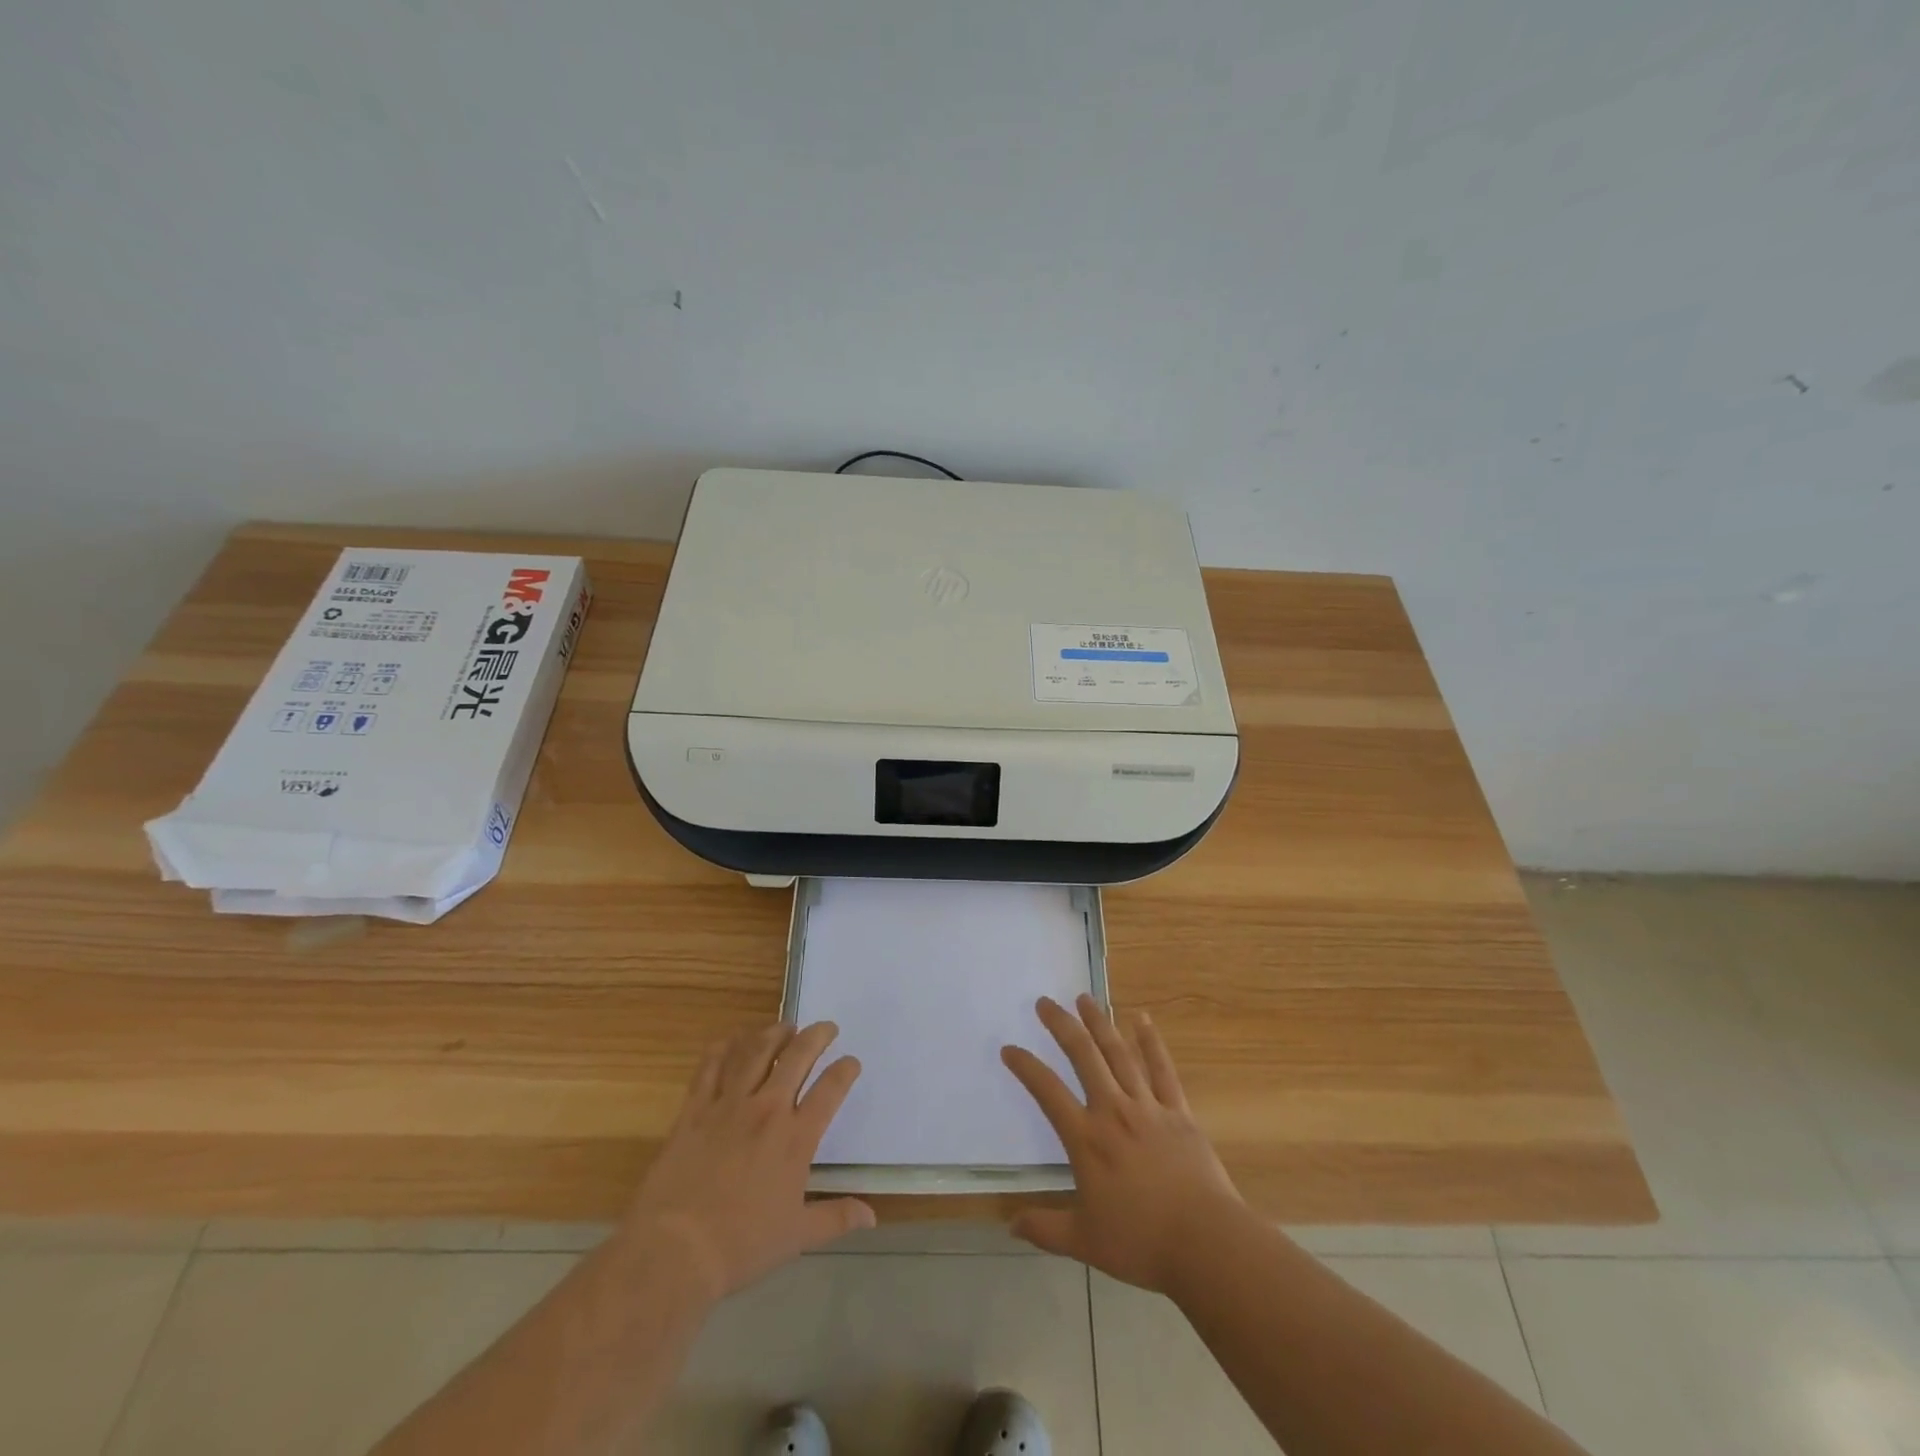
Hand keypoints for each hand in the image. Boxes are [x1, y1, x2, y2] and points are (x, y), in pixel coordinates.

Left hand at [621, 1021, 874, 1301]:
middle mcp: (767, 1110)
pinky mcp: (695, 1110)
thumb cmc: (741, 1245)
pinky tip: (732, 1041)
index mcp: (796, 1138)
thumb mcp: (797, 1237)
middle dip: (816, 1036)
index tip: (851, 1061)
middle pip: (797, 1057)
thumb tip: (871, 1215)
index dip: (845, 1070)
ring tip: (785, 1026)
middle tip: (825, 1027)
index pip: (830, 1090)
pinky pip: (711, 1067)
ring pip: (755, 1052)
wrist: (675, 1249)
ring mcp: (728, 1105)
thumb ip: (836, 1218)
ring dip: (774, 1033)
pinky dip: (724, 1049)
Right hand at [1002, 995, 1243, 1293]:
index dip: (1026, 1067)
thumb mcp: (1084, 1241)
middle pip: (1083, 1056)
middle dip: (1062, 1025)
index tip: (1009, 1048)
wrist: (1206, 1243)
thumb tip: (1010, 1225)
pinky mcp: (1178, 1112)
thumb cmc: (1141, 1243)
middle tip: (1045, 1002)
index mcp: (1086, 1139)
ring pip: (1119, 1053)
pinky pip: (1161, 1069)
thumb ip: (1045, 1229)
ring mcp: (1148, 1107)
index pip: (1047, 1092)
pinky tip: (1142, 1019)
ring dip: (1100, 1023)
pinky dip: (1151, 1042)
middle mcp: (1113, 1111)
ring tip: (1084, 998)